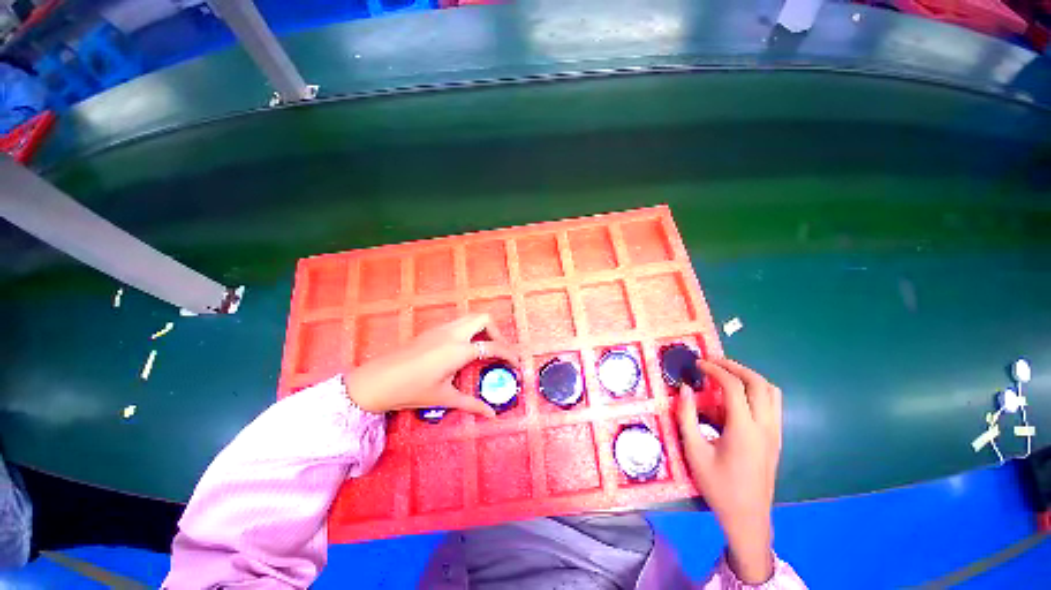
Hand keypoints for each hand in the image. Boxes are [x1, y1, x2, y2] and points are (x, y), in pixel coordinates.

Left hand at [346, 313, 517, 417]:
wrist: (374, 381)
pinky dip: (469, 329)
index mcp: (459, 350)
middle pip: (484, 318)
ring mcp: (441, 328)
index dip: (509, 354)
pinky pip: (459, 322)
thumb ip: (472, 403)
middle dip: (498, 332)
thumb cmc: (410, 391)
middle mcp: (453, 333)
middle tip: (499, 350)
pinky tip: (464, 347)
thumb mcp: (444, 398)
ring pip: (471, 317)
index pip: (493, 346)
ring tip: (485, 348)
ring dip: (483, 328)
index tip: (517, 364)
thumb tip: (492, 414)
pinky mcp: (432, 330)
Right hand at [675, 358, 782, 584]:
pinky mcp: (776, 438)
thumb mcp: (694, 451)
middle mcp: (765, 427)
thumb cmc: (718, 486)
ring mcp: (775, 432)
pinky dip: (757, 391)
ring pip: (771, 391)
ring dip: (749, 377)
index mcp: (744, 430)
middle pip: (758, 382)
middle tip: (712, 363)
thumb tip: (685, 389)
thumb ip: (687, 417)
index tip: (698, 364)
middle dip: (734, 367)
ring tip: (726, 375)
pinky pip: (773, 404)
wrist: (748, 518)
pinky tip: (737, 398)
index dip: (715, 370)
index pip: (734, 387)